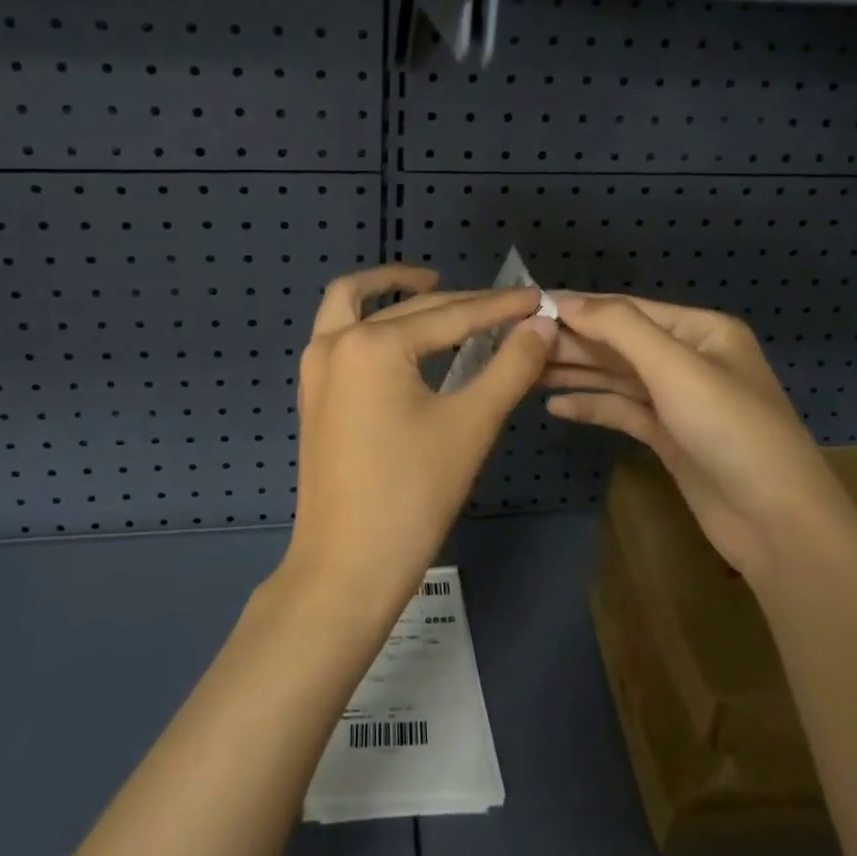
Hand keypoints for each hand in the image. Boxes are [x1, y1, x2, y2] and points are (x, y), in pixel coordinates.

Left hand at [284, 265, 557, 617]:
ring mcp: (317, 367)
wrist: (347, 568)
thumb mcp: (471, 425)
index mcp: (372, 344)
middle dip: (461, 303)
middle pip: (410, 308)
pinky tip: (407, 337)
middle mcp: (335, 342)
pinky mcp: (314, 392)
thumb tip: (542, 325)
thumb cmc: (412, 495)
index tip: (538, 297)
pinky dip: (371, 319)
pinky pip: (340, 333)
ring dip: (391, 289)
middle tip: (508, 307)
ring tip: (437, 287)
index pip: (451, 315)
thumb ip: (510, 366)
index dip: (500, 307)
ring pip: (353, 304)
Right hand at [543, 294, 840, 579]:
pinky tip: (556, 408)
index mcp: (701, 331)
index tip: (529, 307)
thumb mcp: (675, 367)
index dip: (580, 307)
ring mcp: (679, 400)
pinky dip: (592, 407)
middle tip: (518, 343)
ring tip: (526, 371)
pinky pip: (622, 411)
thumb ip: (619, 327)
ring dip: (576, 373)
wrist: (777, 523)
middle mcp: (690, 359)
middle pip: (619, 343)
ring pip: (617, 377)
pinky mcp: (669, 437)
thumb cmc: (730, 429)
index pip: (628, 309)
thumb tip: (565, 300)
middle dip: (573, 342)